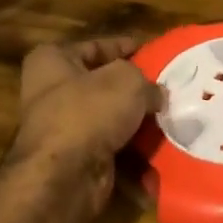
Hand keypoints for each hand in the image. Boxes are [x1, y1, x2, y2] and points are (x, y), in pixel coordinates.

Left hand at [6, 37, 159, 213]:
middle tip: (167, 85)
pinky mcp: (76, 158)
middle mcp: (51, 92)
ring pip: (109, 116)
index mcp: (52, 61)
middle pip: (103, 83)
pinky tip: (160, 144)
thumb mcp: (127, 80)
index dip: (125, 46)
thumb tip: (156, 95)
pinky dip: (133, 147)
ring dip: (136, 119)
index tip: (153, 50)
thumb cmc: (89, 111)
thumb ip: (147, 82)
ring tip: (170, 114)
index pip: (96, 46)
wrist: (65, 177)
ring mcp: (63, 128)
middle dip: (134, 87)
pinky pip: (112, 145)